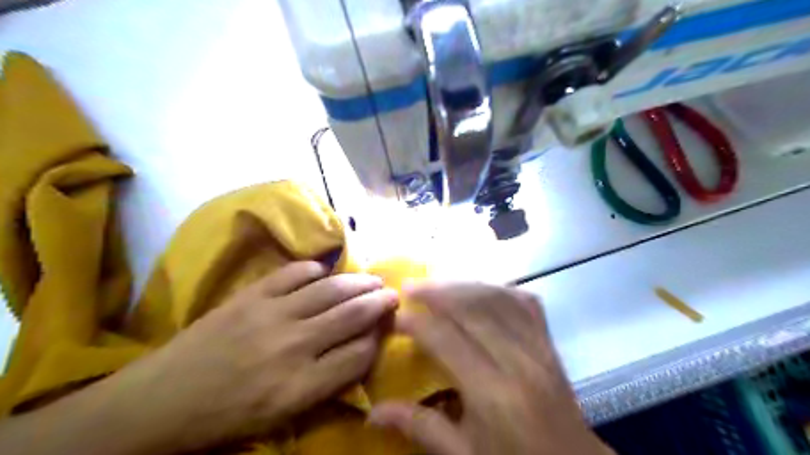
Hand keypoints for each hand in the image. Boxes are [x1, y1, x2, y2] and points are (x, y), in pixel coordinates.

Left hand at [106, 262, 397, 452]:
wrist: (161, 400)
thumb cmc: (226, 416)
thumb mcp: (283, 414)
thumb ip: (326, 382)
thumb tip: (358, 350)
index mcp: (300, 387)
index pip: (358, 355)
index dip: (378, 339)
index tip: (385, 329)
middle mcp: (293, 346)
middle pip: (351, 316)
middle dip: (379, 303)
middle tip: (393, 294)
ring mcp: (271, 315)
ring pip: (330, 289)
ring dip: (357, 281)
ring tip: (372, 278)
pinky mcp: (251, 295)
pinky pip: (293, 273)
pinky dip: (314, 269)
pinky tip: (324, 271)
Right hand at [370, 283, 614, 453]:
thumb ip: (421, 427)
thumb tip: (373, 412)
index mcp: (492, 392)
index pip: (446, 340)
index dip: (417, 324)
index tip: (395, 317)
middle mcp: (517, 360)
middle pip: (473, 308)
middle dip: (437, 292)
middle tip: (410, 287)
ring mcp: (538, 346)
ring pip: (498, 298)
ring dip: (464, 284)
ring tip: (438, 283)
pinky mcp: (549, 342)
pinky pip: (524, 302)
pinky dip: (498, 289)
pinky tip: (480, 288)